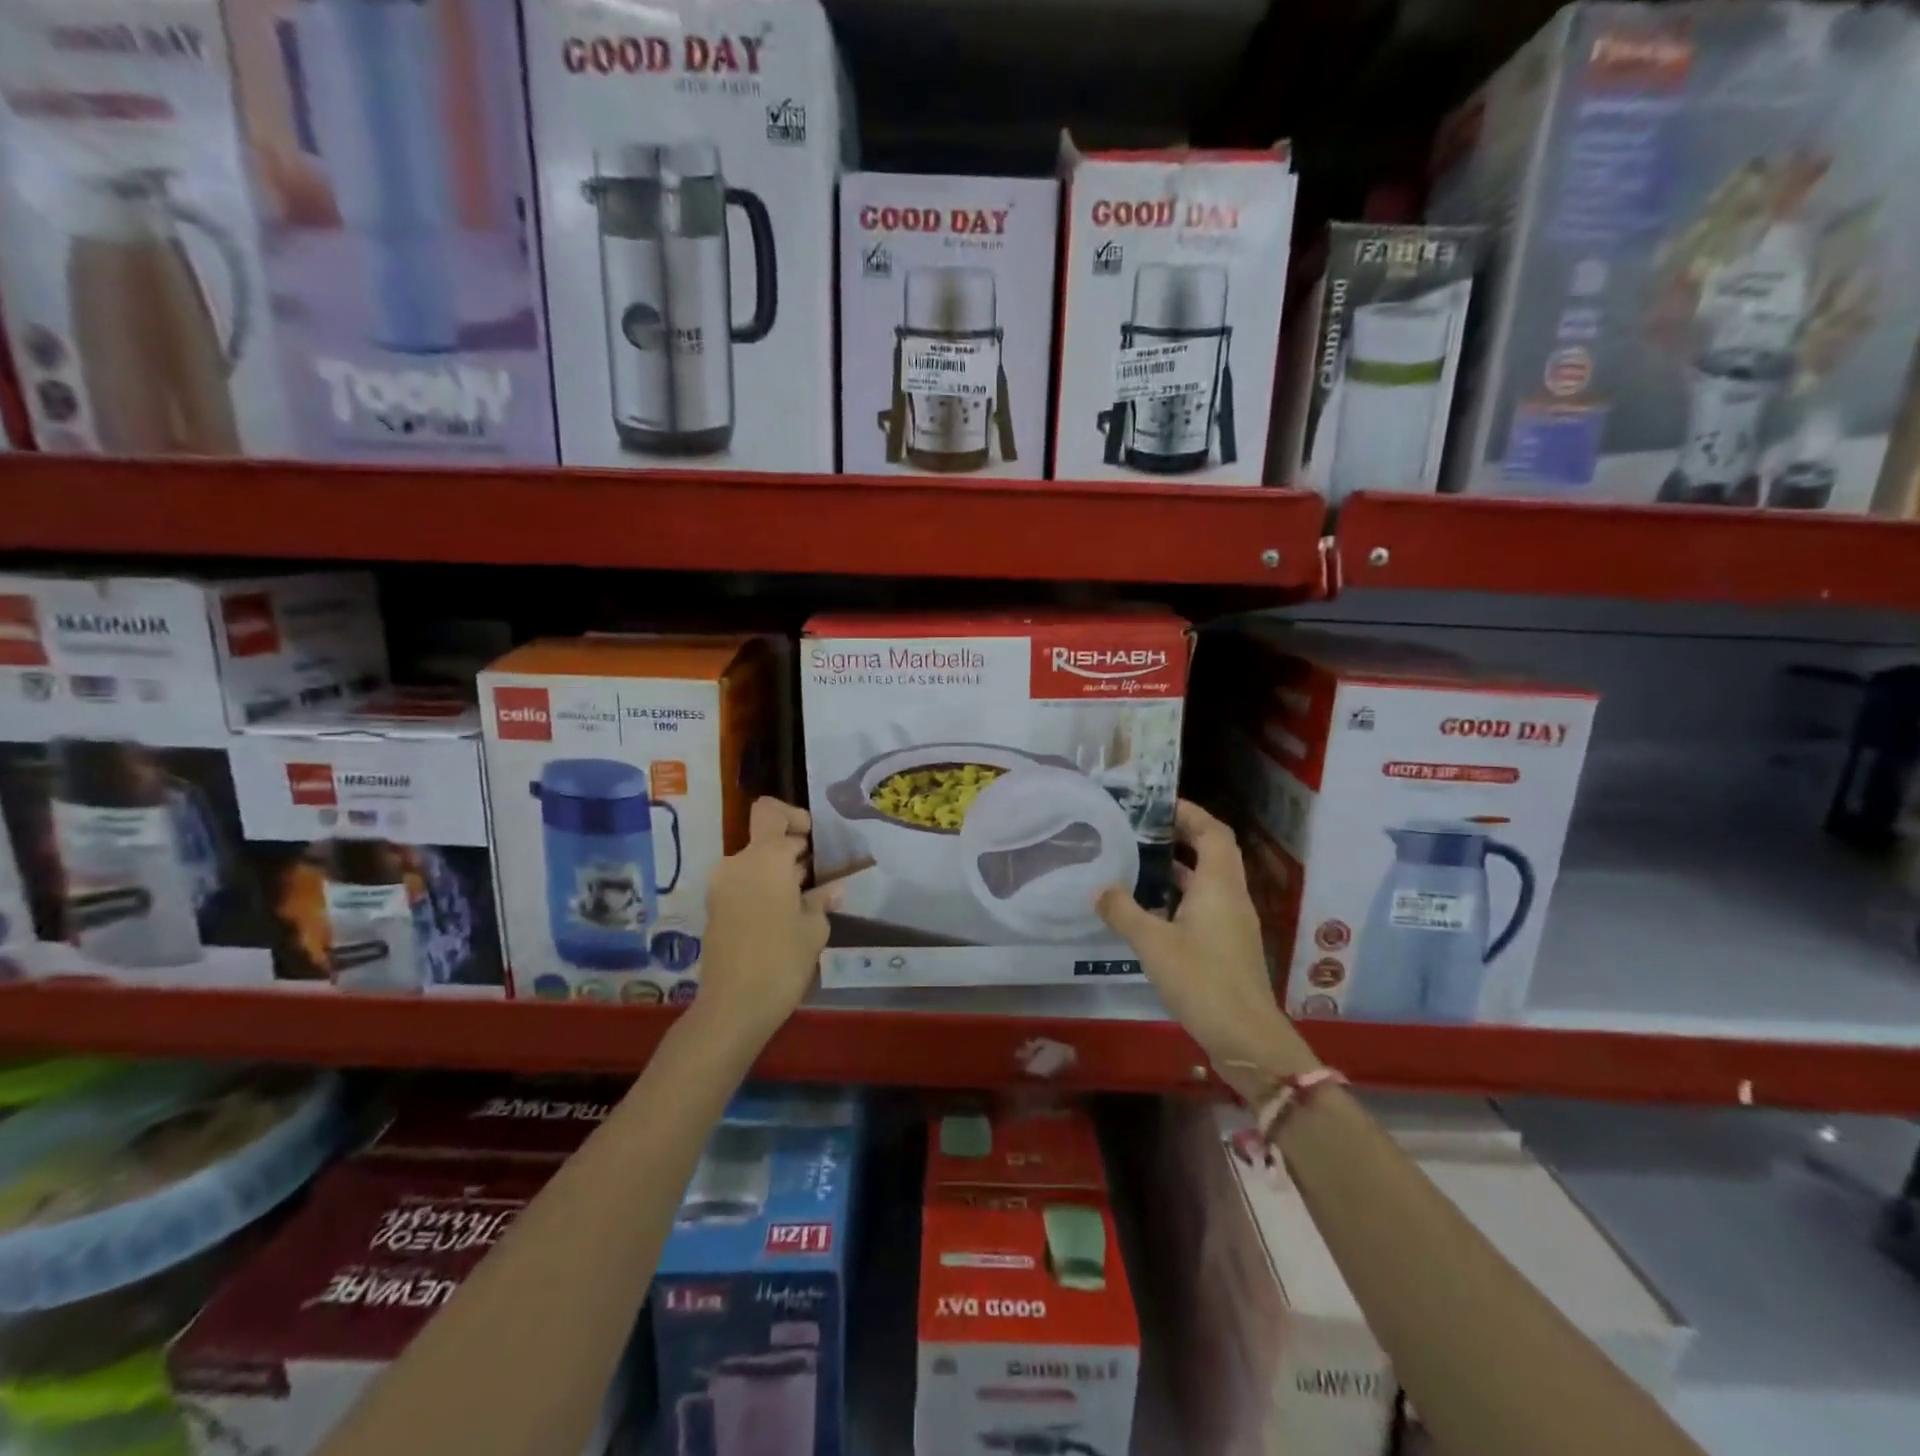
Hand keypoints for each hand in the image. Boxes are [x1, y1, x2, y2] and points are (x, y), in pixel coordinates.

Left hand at [696, 798, 837, 1044]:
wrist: (733, 1007)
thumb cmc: (782, 960)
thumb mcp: (814, 928)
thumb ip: (822, 899)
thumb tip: (833, 888)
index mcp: (764, 858)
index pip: (771, 812)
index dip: (794, 816)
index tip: (814, 841)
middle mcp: (737, 864)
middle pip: (765, 839)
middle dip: (793, 852)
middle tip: (819, 877)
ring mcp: (721, 887)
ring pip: (755, 863)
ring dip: (778, 873)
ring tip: (805, 900)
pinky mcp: (716, 909)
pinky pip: (744, 884)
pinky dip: (764, 889)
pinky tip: (785, 917)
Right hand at [1096, 801, 1300, 1096]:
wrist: (1246, 1038)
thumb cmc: (1202, 980)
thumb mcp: (1153, 944)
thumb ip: (1123, 912)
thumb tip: (1100, 888)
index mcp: (1219, 885)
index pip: (1213, 832)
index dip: (1191, 813)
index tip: (1159, 804)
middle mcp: (1231, 896)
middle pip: (1214, 851)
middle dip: (1184, 835)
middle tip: (1145, 829)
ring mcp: (1234, 923)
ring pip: (1210, 880)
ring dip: (1182, 867)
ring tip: (1142, 862)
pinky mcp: (1229, 946)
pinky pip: (1207, 905)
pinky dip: (1183, 896)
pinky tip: (1153, 909)